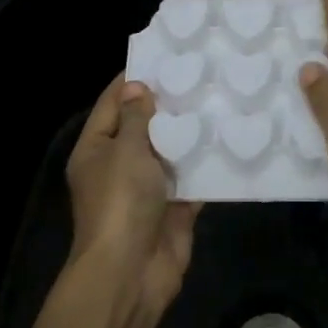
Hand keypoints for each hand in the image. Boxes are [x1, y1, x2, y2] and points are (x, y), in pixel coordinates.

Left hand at [65, 75, 199, 312]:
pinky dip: (207, 166)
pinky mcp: (174, 208)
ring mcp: (148, 189)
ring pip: (171, 153)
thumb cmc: (121, 202)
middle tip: (202, 74)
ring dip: (191, 134)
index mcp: (96, 149)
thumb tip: (137, 88)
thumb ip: (137, 118)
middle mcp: (119, 166)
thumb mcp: (126, 151)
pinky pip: (192, 180)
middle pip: (144, 127)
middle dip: (169, 104)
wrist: (131, 272)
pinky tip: (231, 141)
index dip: (133, 79)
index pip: (112, 103)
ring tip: (221, 100)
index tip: (163, 55)